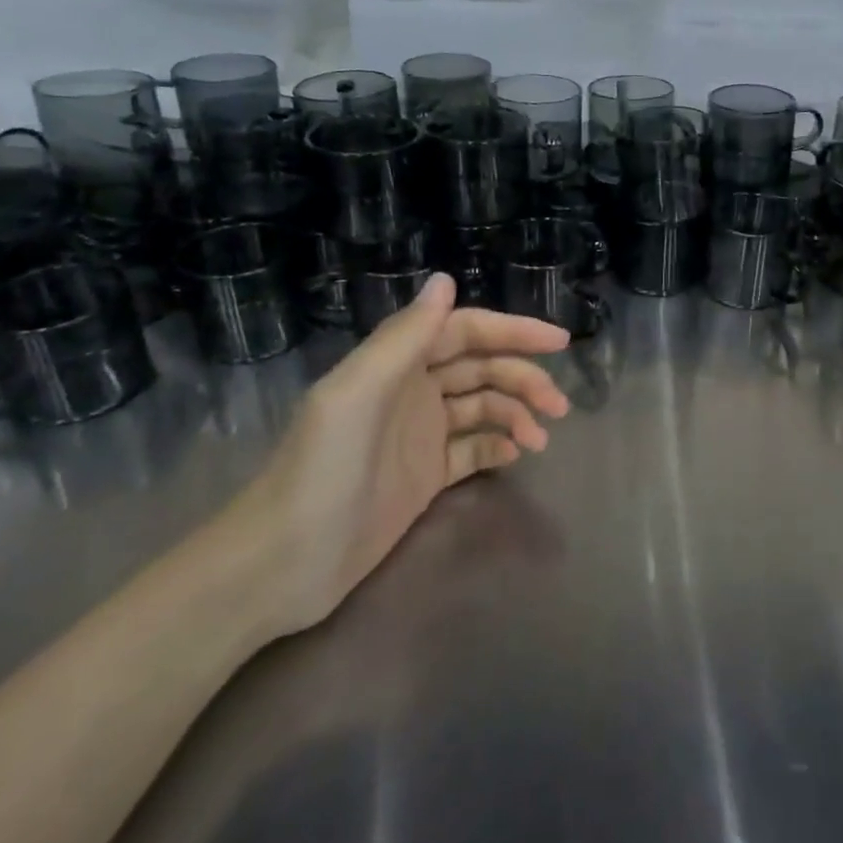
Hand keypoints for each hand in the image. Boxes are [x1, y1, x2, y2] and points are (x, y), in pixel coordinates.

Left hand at [216, 273, 571, 640]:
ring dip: (517, 414)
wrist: (283, 563)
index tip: (559, 342)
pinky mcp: (425, 476)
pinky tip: (516, 456)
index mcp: (395, 365)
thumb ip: (403, 337)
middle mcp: (412, 392)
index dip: (513, 331)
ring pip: (483, 408)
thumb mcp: (357, 394)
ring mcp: (420, 435)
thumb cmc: (321, 470)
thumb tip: (445, 279)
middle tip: (559, 405)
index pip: (465, 331)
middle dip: (524, 378)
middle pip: (482, 369)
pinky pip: (473, 449)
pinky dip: (498, 446)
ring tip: (541, 439)